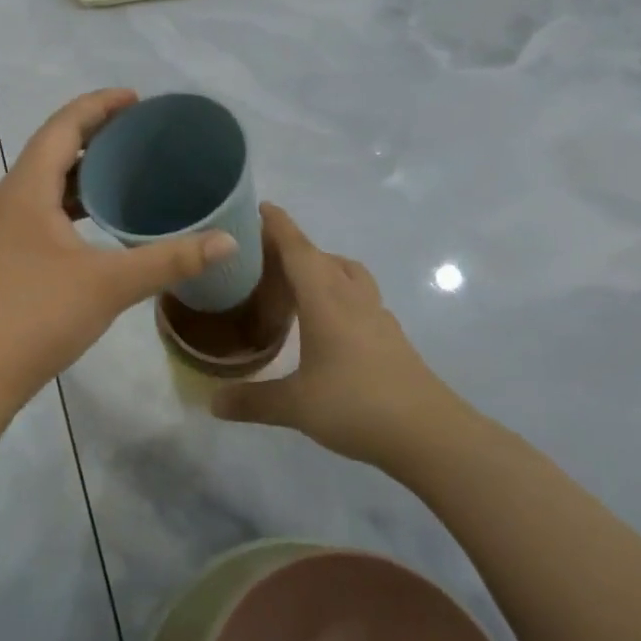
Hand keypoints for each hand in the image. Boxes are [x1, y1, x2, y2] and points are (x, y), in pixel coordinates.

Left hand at [0, 89, 237, 406]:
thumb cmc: (39, 316)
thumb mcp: (110, 284)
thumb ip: (170, 260)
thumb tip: (228, 241)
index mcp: (26, 189)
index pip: (63, 126)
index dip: (100, 105)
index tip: (138, 100)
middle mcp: (9, 197)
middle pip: (53, 145)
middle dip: (95, 131)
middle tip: (141, 131)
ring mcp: (3, 225)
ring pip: (46, 177)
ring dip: (83, 166)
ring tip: (128, 165)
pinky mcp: (6, 249)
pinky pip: (42, 203)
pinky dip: (73, 197)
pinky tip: (102, 214)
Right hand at [211, 204, 456, 467]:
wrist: (429, 433)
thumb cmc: (357, 405)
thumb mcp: (296, 406)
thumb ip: (252, 400)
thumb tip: (212, 402)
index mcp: (325, 299)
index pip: (297, 249)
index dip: (277, 225)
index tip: (259, 207)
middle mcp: (351, 296)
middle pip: (321, 256)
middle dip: (293, 247)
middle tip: (262, 256)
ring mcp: (376, 314)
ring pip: (347, 273)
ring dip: (322, 266)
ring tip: (296, 282)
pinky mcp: (390, 335)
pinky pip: (360, 296)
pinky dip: (339, 292)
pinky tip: (327, 320)